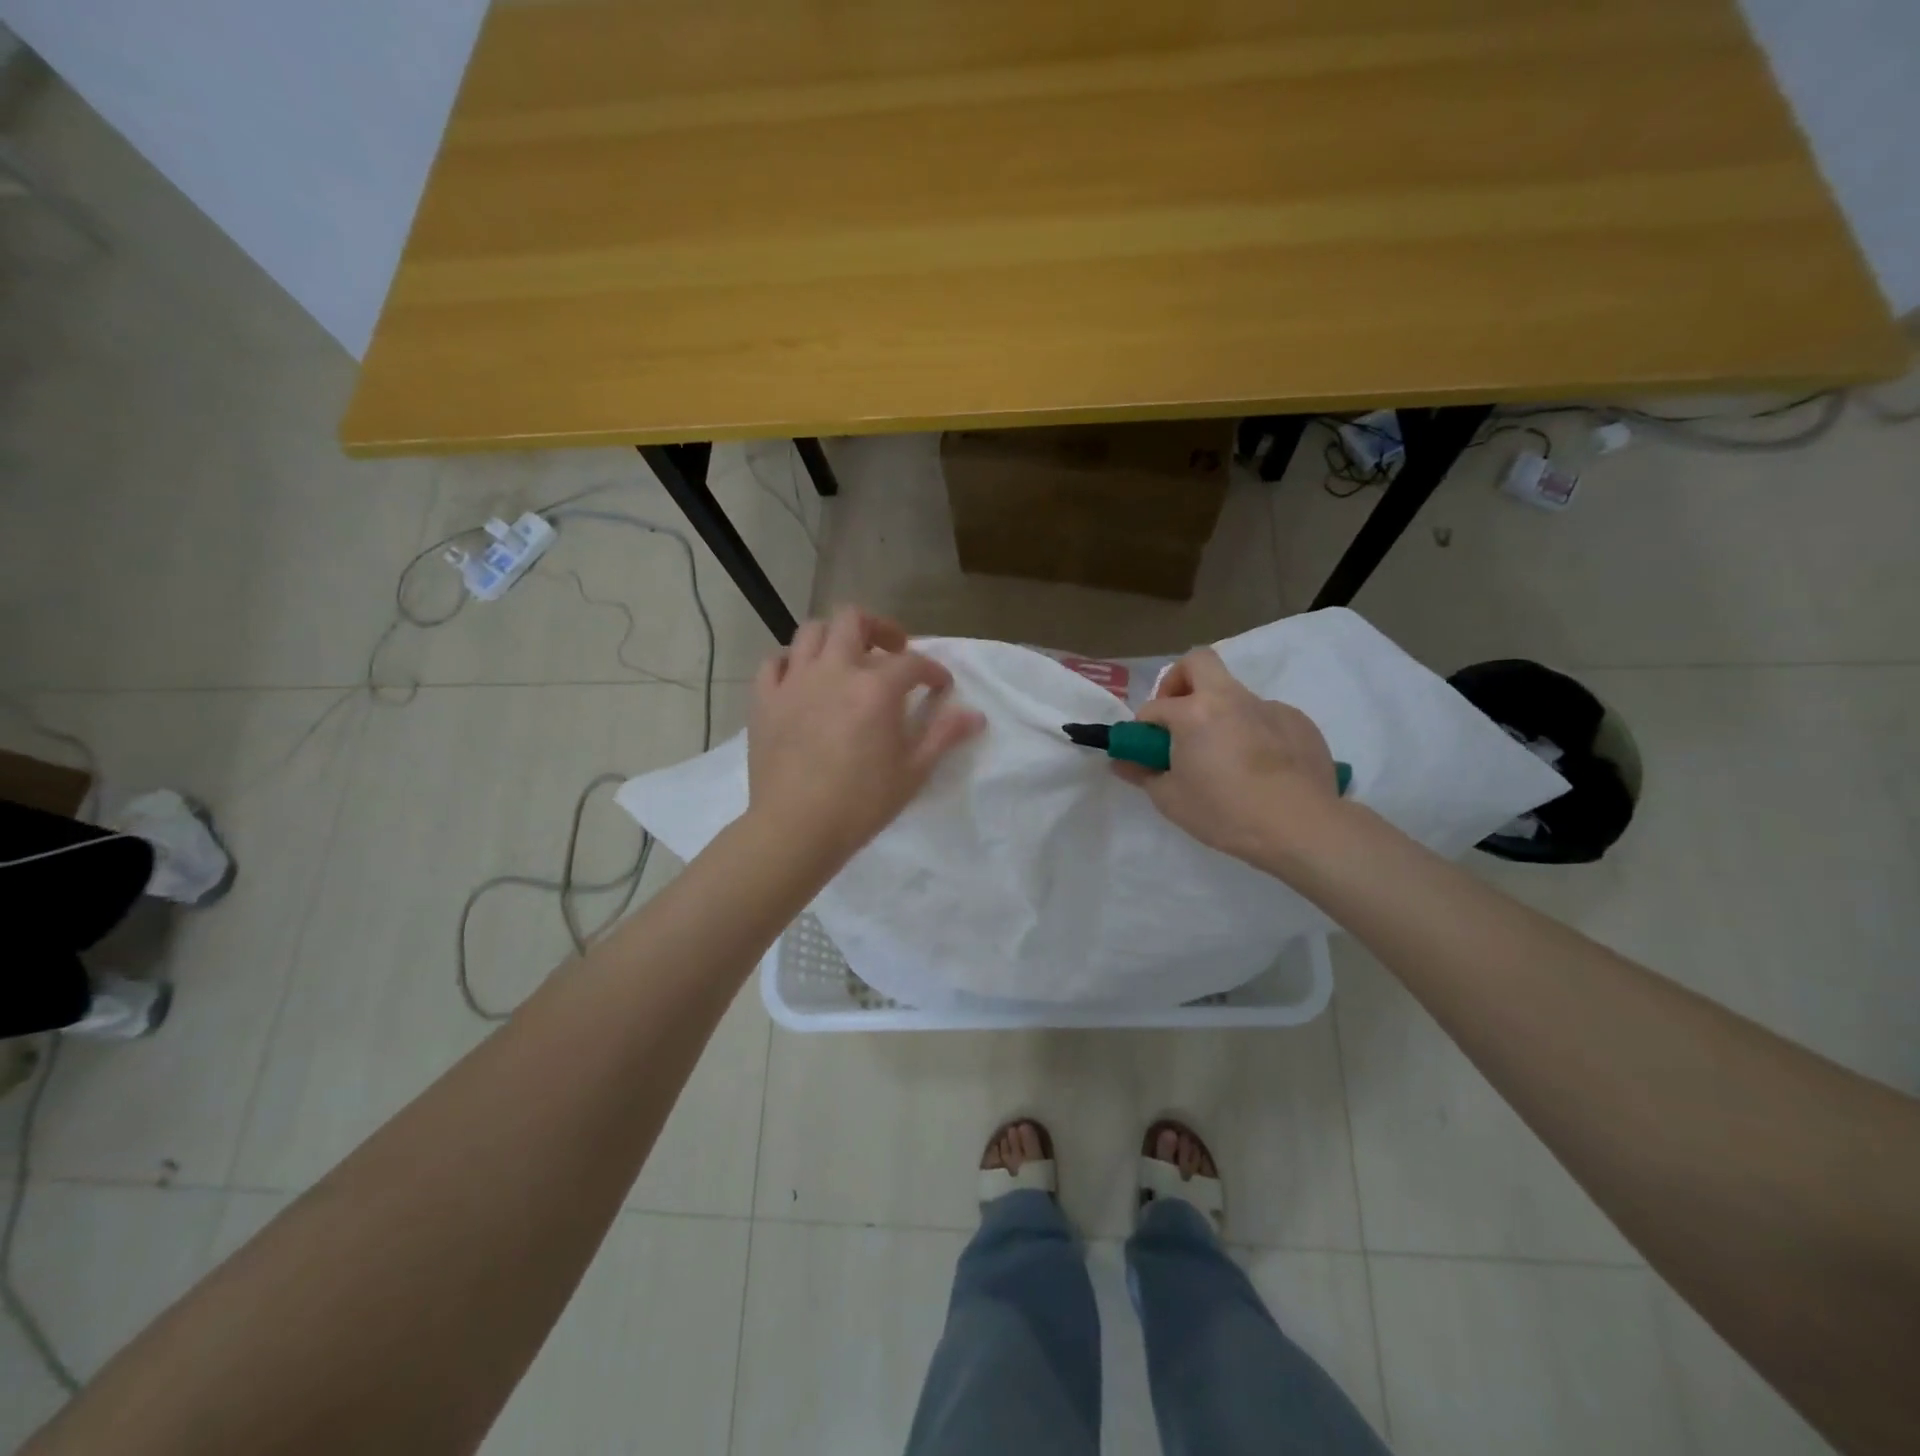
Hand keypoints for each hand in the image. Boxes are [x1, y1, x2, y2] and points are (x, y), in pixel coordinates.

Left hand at [747, 607, 984, 863]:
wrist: (796, 828)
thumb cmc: (861, 804)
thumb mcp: (913, 772)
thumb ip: (943, 735)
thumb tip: (976, 715)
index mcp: (875, 687)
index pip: (912, 662)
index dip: (932, 671)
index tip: (940, 687)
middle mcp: (834, 670)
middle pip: (854, 620)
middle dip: (879, 628)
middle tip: (892, 650)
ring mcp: (794, 681)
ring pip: (812, 632)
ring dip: (834, 638)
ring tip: (846, 660)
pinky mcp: (764, 699)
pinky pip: (774, 662)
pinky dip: (791, 662)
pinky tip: (802, 679)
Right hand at [1118, 647, 1342, 865]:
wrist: (1301, 827)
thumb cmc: (1225, 813)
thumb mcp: (1171, 800)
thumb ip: (1143, 774)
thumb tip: (1122, 762)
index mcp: (1194, 712)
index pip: (1155, 707)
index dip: (1144, 727)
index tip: (1147, 749)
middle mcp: (1231, 698)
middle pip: (1198, 662)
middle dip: (1180, 681)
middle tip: (1179, 718)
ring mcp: (1269, 707)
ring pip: (1235, 694)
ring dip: (1220, 714)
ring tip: (1226, 757)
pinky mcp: (1299, 722)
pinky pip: (1266, 717)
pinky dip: (1255, 732)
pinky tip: (1261, 768)